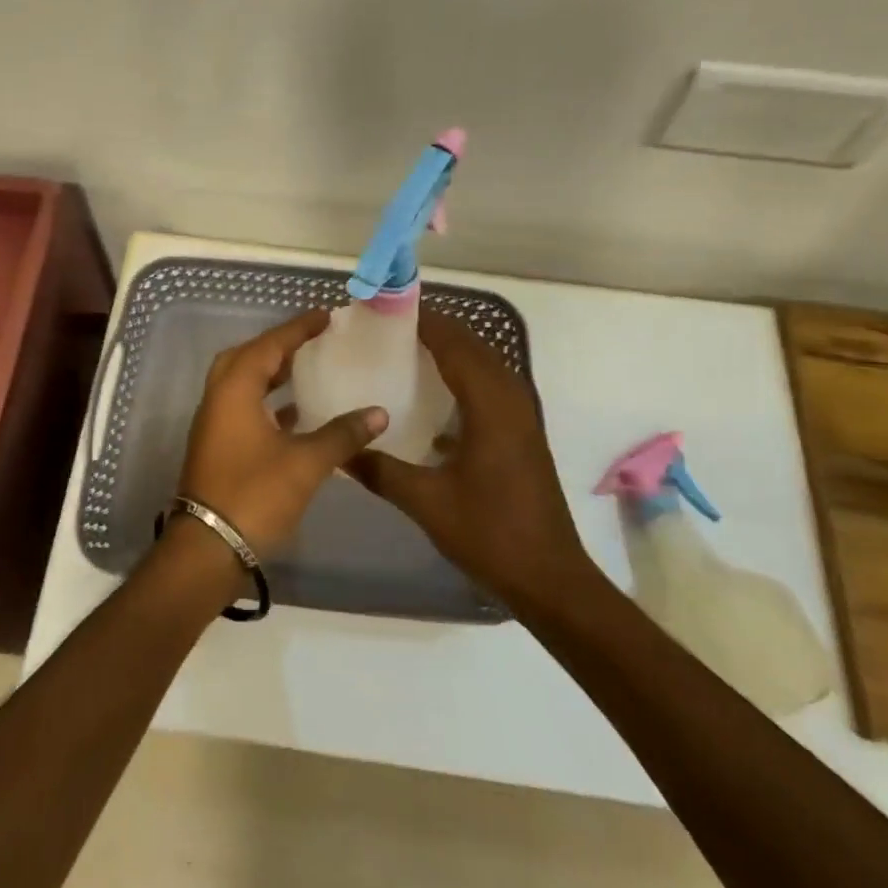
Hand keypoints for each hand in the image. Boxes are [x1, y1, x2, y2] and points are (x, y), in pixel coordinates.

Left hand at [176, 308, 387, 558]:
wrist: (208, 550)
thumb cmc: (255, 496)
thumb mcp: (305, 463)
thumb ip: (342, 434)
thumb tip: (378, 413)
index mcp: (234, 391)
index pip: (269, 346)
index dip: (298, 329)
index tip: (325, 316)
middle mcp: (218, 400)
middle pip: (247, 358)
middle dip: (278, 346)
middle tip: (311, 341)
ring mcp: (214, 425)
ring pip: (242, 384)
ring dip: (270, 374)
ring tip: (307, 370)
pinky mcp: (217, 448)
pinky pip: (242, 408)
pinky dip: (267, 403)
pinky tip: (296, 415)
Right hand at [345, 310, 597, 611]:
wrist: (549, 578)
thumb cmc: (490, 534)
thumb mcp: (426, 502)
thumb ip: (380, 470)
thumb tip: (338, 450)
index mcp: (490, 405)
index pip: (455, 343)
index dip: (423, 320)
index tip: (385, 309)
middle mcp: (510, 398)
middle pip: (472, 345)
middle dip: (433, 329)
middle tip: (386, 328)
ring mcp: (520, 415)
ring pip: (483, 364)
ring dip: (449, 350)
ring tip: (403, 351)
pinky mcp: (521, 433)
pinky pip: (489, 386)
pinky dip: (461, 376)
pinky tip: (430, 396)